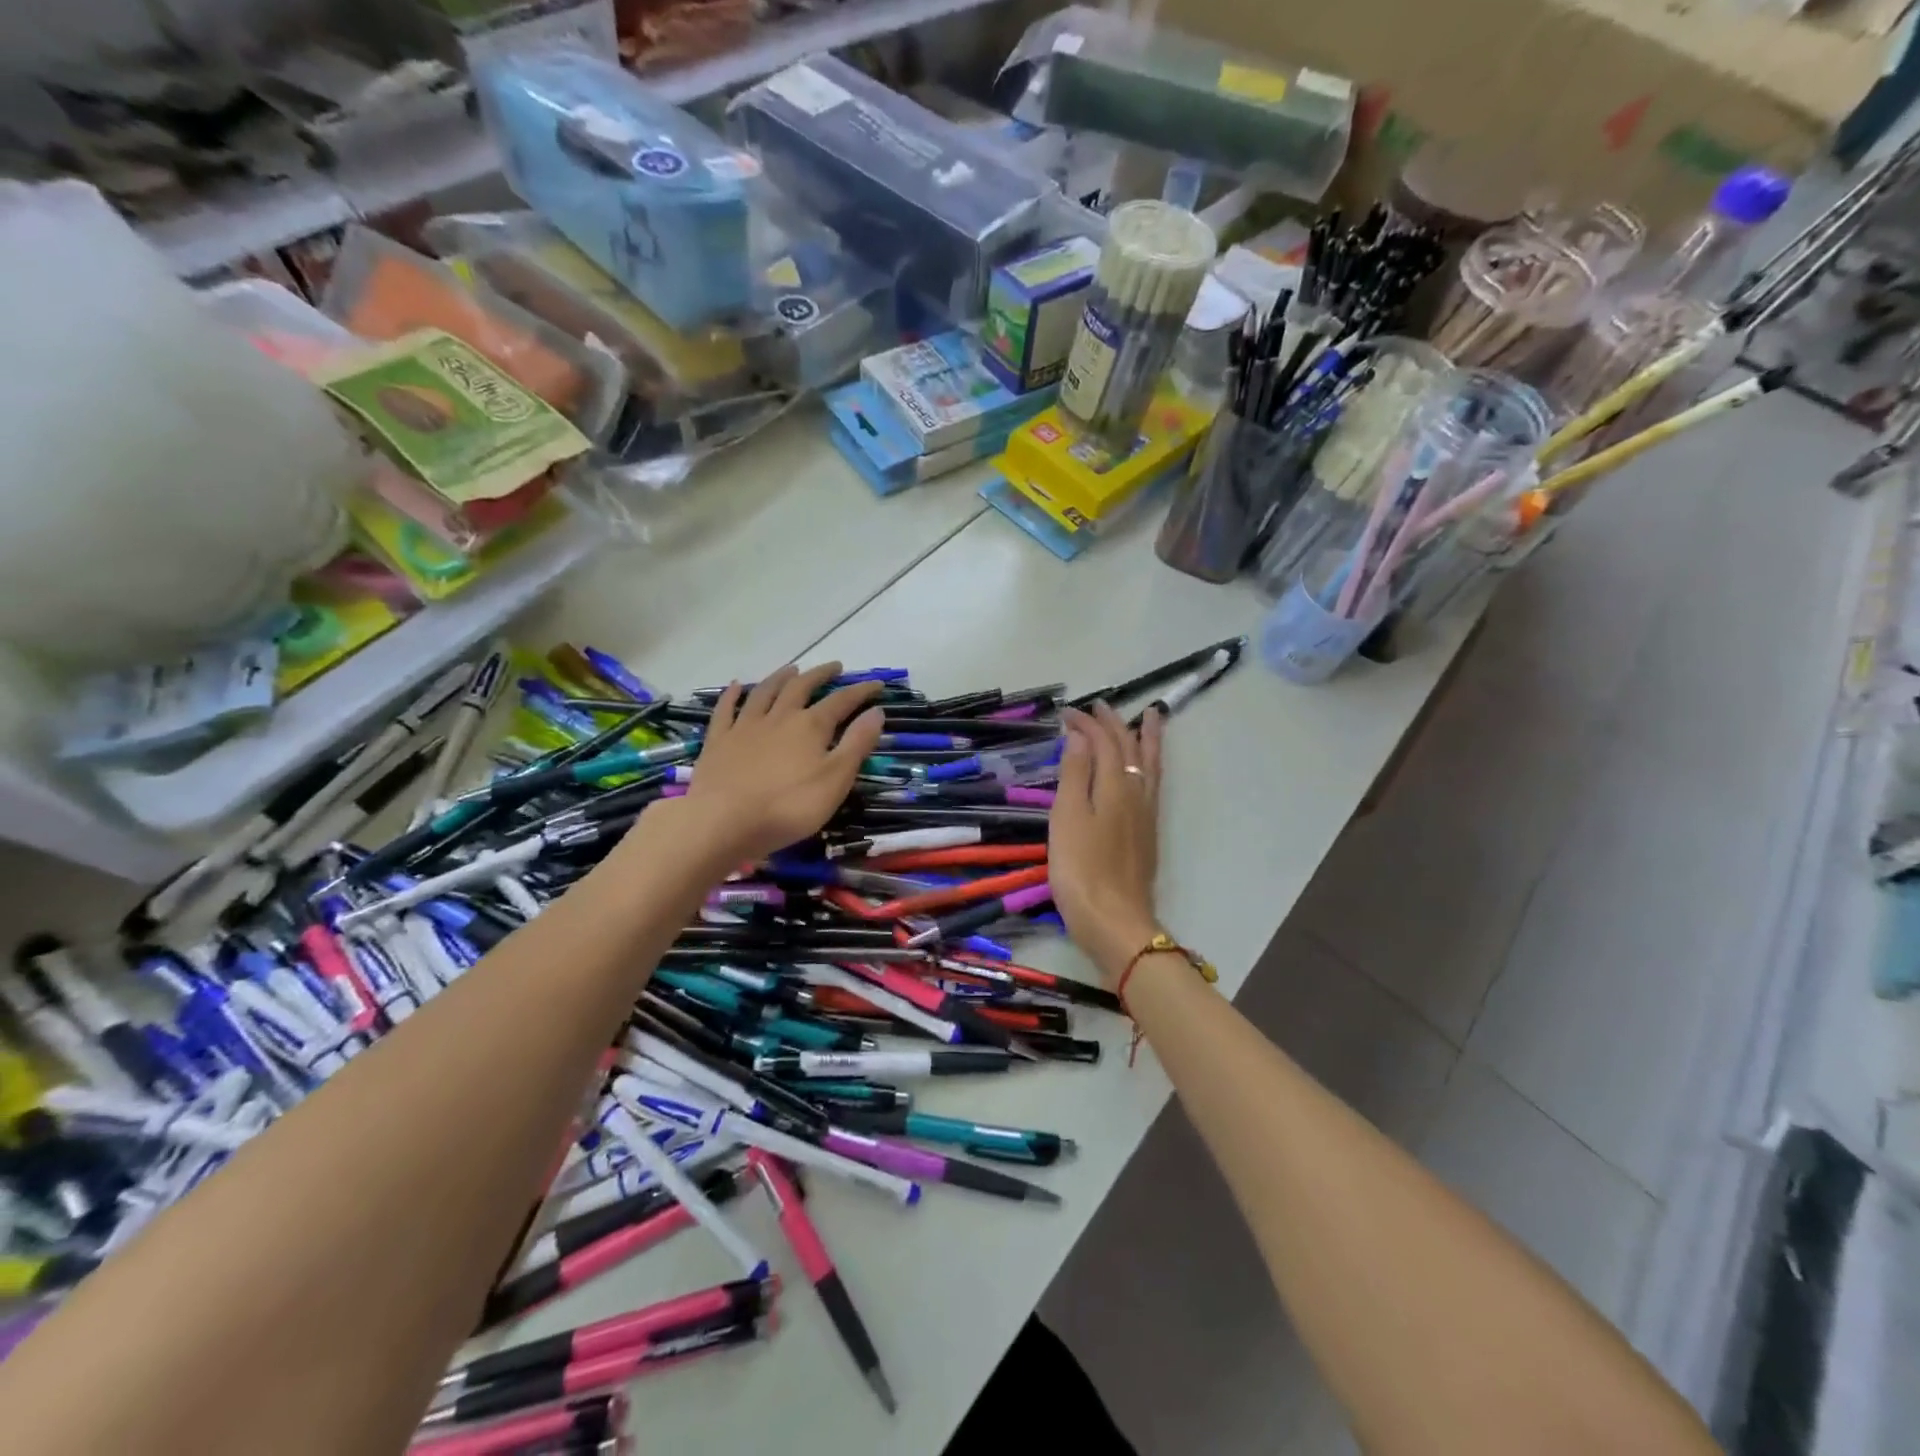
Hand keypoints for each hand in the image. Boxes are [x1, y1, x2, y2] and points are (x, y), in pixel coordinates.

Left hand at [676, 662, 883, 864]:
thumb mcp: (835, 780)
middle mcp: (779, 717)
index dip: (860, 691)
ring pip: (765, 692)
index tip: (877, 684)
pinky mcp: (718, 741)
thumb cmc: (788, 806)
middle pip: (801, 687)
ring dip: (780, 677)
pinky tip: (737, 685)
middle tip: (834, 667)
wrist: (723, 821)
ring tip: (792, 669)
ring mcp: (745, 726)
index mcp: (810, 726)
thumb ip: (857, 744)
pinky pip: (726, 710)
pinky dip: (733, 695)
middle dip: (820, 675)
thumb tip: (876, 711)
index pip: (841, 701)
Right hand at [1050, 702, 1165, 983]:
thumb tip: (1081, 735)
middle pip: (1129, 748)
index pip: (1102, 742)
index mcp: (1114, 785)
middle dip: (1114, 724)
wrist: (1114, 920)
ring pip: (1149, 764)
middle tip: (1101, 706)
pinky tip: (1145, 769)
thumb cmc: (1081, 869)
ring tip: (1150, 717)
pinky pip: (1153, 783)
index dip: (1086, 723)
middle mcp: (1136, 793)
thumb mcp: (1068, 817)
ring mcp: (1146, 814)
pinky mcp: (1147, 833)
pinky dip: (1150, 763)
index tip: (1066, 713)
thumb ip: (1075, 773)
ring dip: (1146, 737)